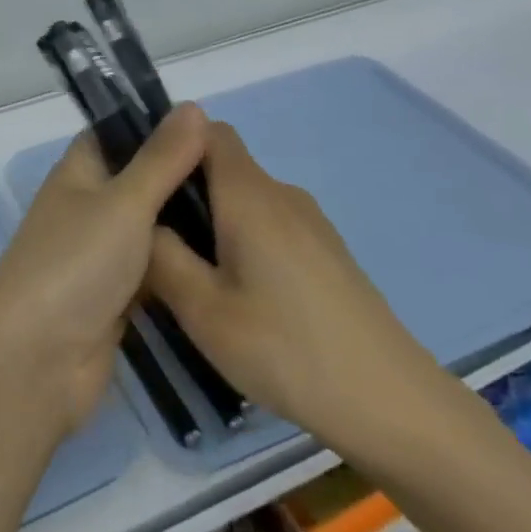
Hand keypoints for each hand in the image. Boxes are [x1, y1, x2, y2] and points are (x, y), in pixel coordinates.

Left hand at [0, 104, 209, 434]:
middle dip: (180, 176)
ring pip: (148, 228)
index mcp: (78, 173)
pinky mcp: (114, 298)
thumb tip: (193, 106)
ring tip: (244, 210)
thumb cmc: (75, 264)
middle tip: (239, 173)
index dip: (155, 124)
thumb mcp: (124, 202)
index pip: (116, 133)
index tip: (209, 125)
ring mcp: (99, 256)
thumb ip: (161, 159)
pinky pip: (152, 270)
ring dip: (183, 223)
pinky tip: (224, 259)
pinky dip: (178, 265)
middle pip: (137, 181)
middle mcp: (87, 208)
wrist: (36, 362)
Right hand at [145, 123, 461, 470]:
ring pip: (246, 200)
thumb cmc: (285, 349)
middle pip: (224, 166)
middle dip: (186, 192)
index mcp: (249, 194)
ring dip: (215, 222)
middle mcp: (281, 194)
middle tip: (157, 245)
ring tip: (194, 278)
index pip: (208, 130)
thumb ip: (161, 256)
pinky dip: (245, 241)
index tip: (147, 184)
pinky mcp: (327, 251)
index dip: (172, 145)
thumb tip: (141, 221)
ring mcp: (310, 222)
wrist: (389, 401)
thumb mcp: (203, 310)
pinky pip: (271, 225)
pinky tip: (242, 298)